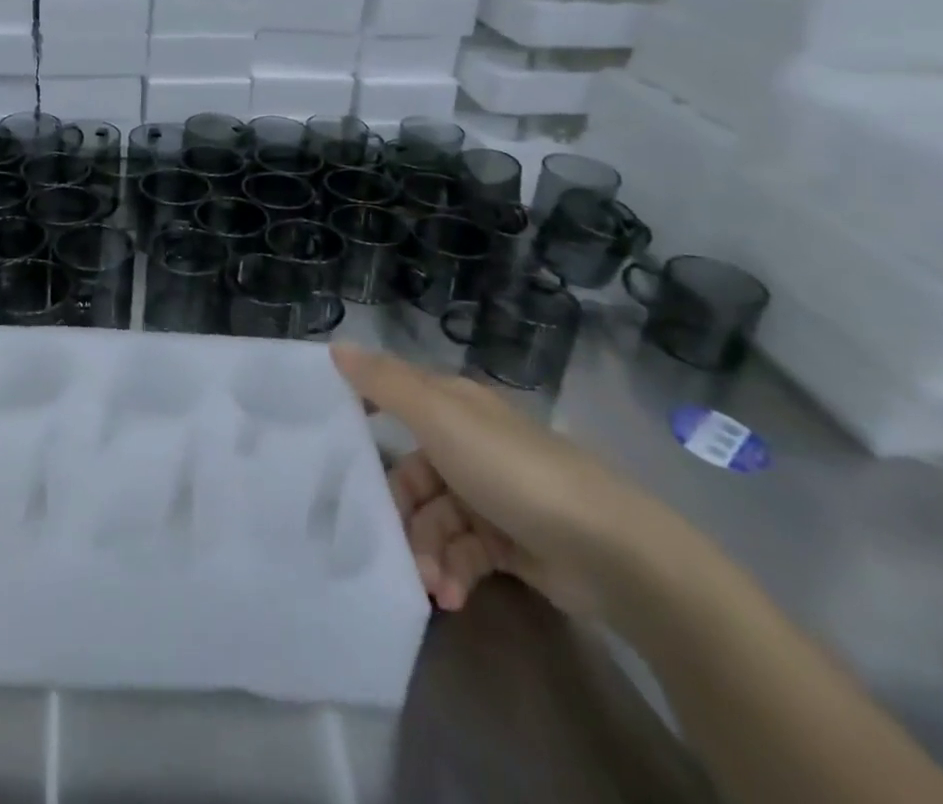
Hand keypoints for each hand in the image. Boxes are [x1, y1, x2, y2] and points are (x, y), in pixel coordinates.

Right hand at [332, 344, 659, 616]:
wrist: (610, 550)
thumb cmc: (511, 470)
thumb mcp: (439, 417)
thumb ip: (385, 383)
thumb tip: (335, 346)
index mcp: (454, 406)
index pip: (395, 397)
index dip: (364, 411)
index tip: (333, 440)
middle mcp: (468, 443)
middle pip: (411, 473)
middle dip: (400, 512)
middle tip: (392, 545)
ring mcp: (490, 494)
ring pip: (435, 519)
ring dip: (426, 552)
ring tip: (433, 584)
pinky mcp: (510, 542)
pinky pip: (463, 552)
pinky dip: (453, 572)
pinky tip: (453, 595)